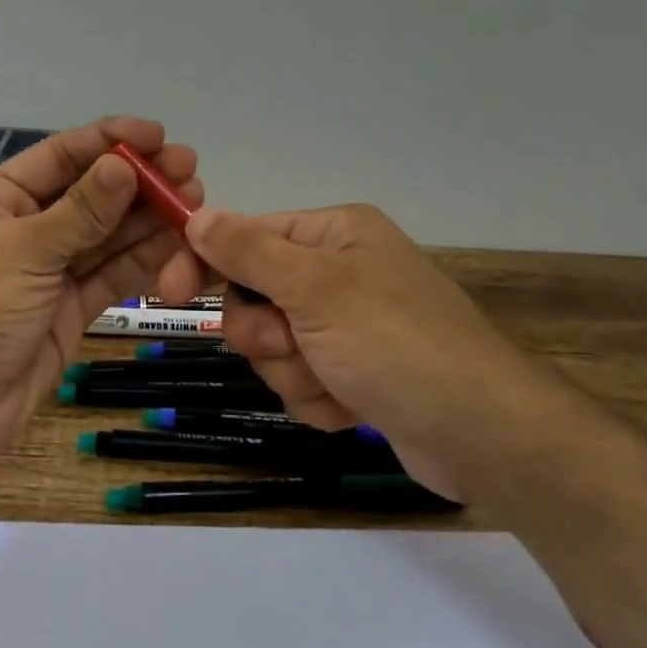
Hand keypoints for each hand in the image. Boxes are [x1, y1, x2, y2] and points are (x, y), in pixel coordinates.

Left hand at [0, 118, 205, 477]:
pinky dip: (142, 262)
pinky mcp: (70, 310)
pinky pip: (110, 276)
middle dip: (138, 182)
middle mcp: (27, 230)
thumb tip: (124, 165)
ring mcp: (50, 272)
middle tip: (188, 170)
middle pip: (91, 195)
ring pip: (107, 237)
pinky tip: (176, 245)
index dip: (108, 141)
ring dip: (148, 219)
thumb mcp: (24, 250)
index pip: (60, 156)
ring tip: (193, 202)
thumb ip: (81, 211)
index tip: (158, 134)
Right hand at [184, 204, 522, 501]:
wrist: (480, 433)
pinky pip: (302, 381)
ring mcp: (348, 327)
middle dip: (266, 334)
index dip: (205, 262)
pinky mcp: (355, 373)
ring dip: (294, 372)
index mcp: (334, 235)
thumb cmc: (394, 343)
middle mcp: (340, 273)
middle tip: (293, 344)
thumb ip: (249, 251)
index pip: (246, 237)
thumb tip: (197, 214)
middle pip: (255, 298)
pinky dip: (318, 398)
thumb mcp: (315, 288)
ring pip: (274, 347)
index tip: (166, 291)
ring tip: (336, 382)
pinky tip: (351, 407)